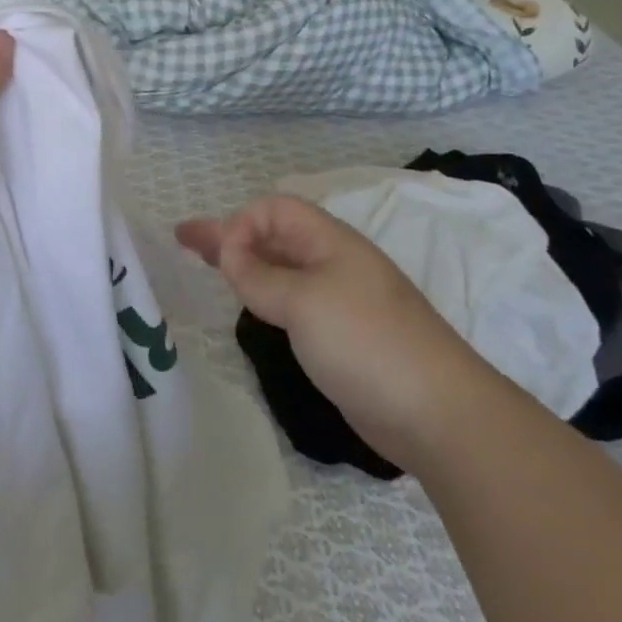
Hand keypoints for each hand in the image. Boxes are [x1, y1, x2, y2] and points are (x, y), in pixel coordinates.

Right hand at [176, 196, 482, 452]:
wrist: (436, 412)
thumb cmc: (365, 341)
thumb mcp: (303, 301)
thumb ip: (258, 275)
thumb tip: (230, 252)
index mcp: (329, 241)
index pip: (274, 209)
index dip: (242, 223)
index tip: (221, 259)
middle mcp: (332, 262)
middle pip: (273, 235)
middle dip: (230, 235)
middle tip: (185, 240)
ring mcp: (338, 300)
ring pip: (281, 269)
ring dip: (245, 264)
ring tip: (209, 267)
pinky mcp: (340, 335)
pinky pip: (292, 301)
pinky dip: (264, 296)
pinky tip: (250, 305)